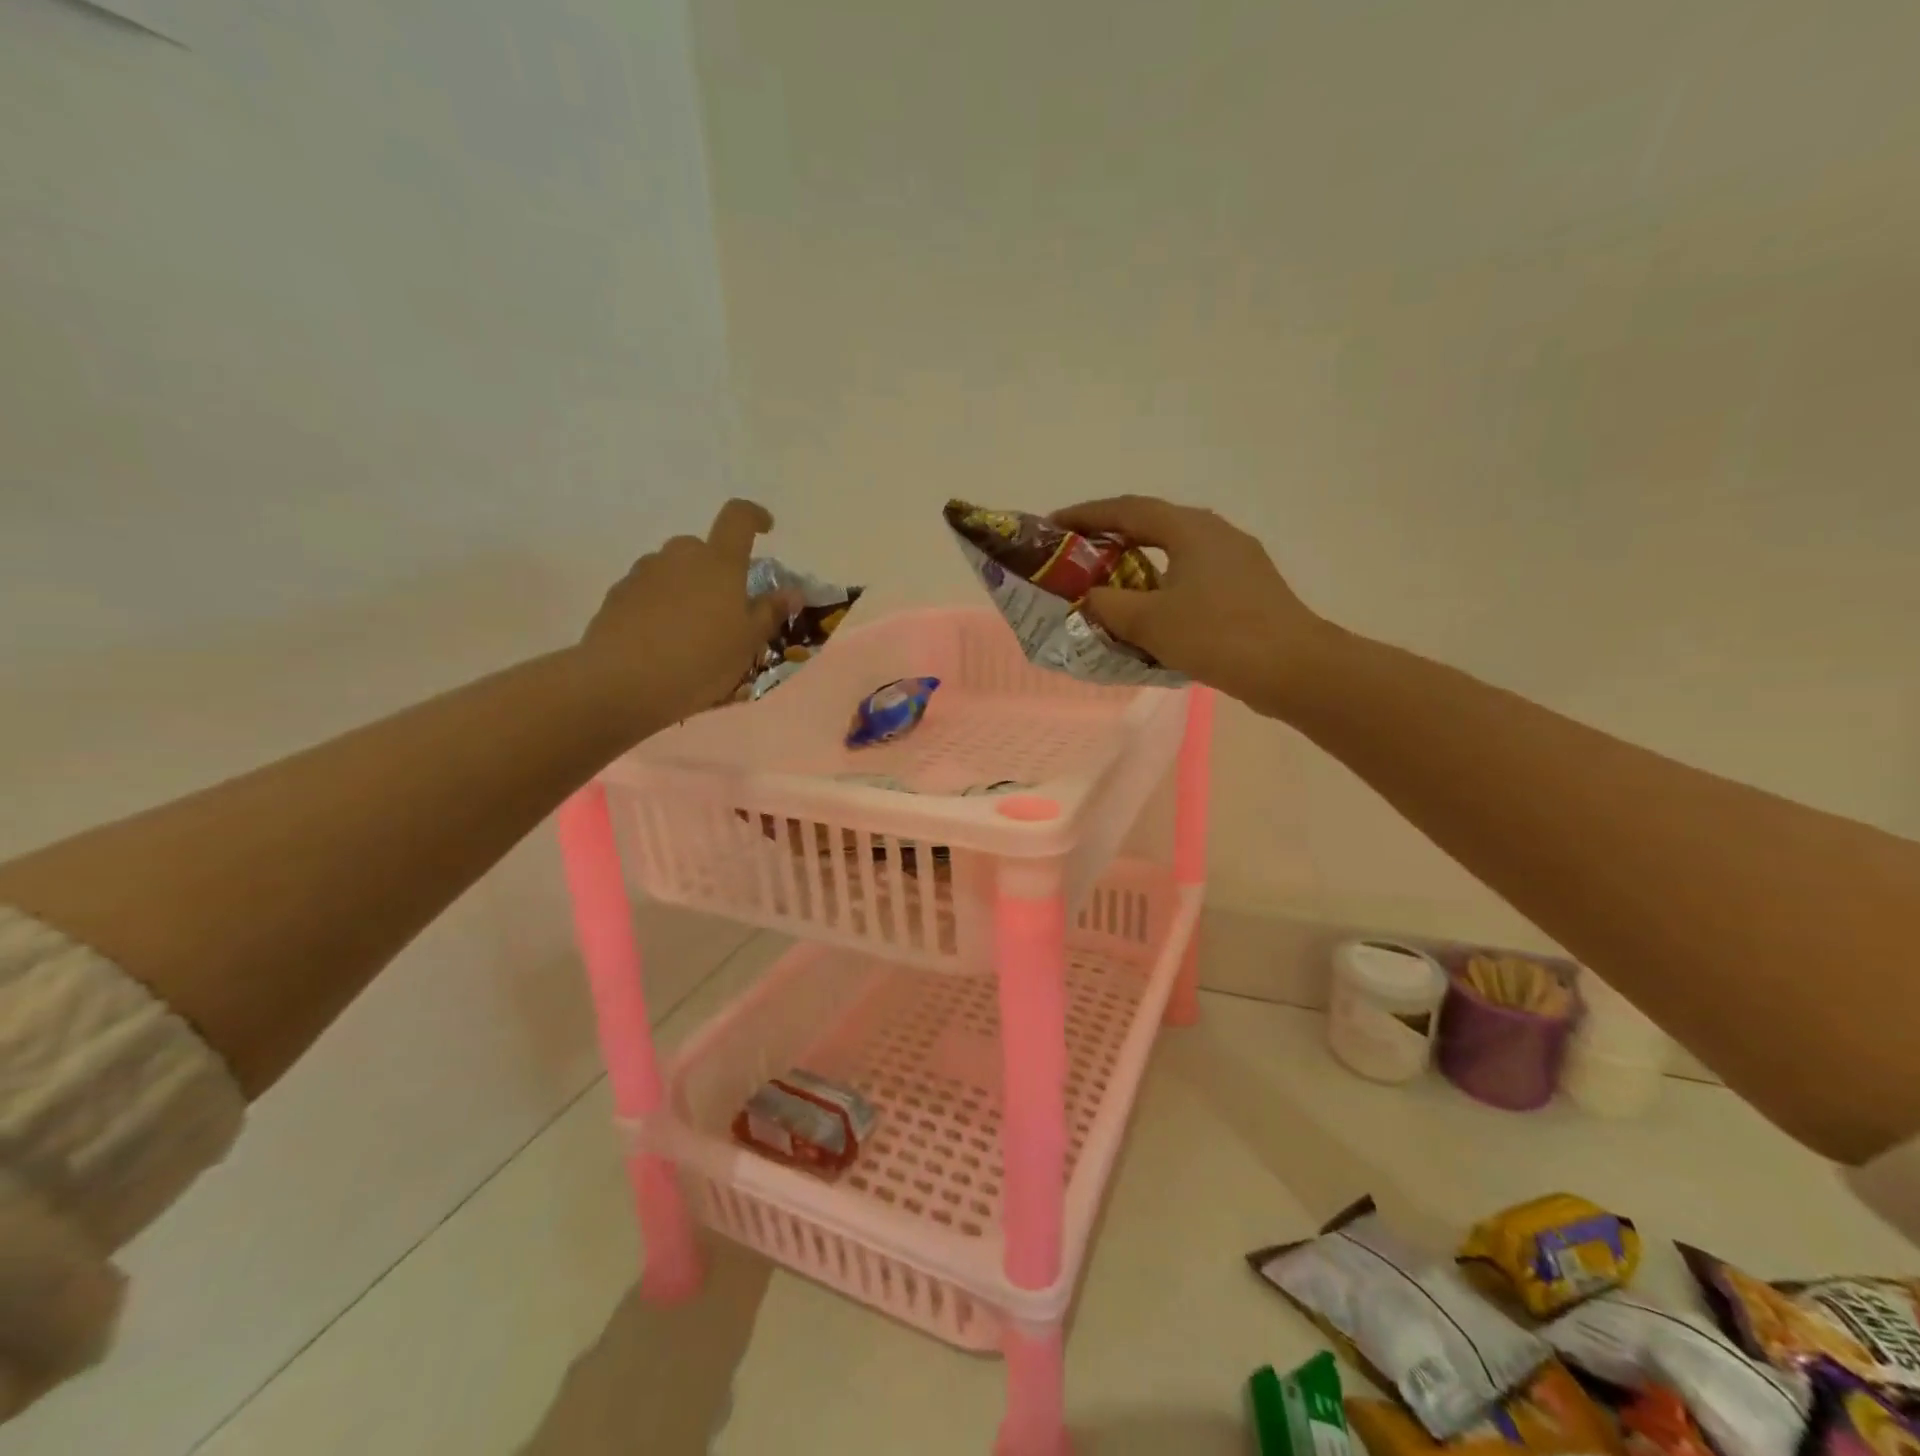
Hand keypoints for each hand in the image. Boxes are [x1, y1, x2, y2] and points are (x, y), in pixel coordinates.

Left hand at [581, 499, 793, 722]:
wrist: (621, 682)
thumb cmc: (699, 661)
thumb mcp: (747, 644)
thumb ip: (769, 612)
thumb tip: (792, 592)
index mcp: (719, 563)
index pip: (738, 518)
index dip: (754, 516)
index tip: (765, 528)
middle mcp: (679, 556)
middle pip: (702, 549)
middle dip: (716, 570)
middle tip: (725, 609)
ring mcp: (644, 573)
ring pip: (673, 571)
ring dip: (686, 589)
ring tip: (691, 632)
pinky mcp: (617, 595)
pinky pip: (648, 592)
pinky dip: (660, 607)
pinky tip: (662, 642)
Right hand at [1051, 496, 1326, 717]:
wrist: (1293, 668)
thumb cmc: (1217, 635)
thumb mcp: (1149, 621)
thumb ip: (1108, 604)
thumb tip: (1090, 597)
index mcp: (1190, 528)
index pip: (1126, 509)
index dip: (1086, 515)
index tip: (1053, 525)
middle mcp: (1214, 532)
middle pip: (1152, 524)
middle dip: (1111, 536)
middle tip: (1076, 554)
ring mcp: (1236, 559)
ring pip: (1174, 551)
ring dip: (1137, 562)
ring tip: (1108, 582)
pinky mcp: (1247, 586)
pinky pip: (1192, 574)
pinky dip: (1162, 584)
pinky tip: (1151, 610)